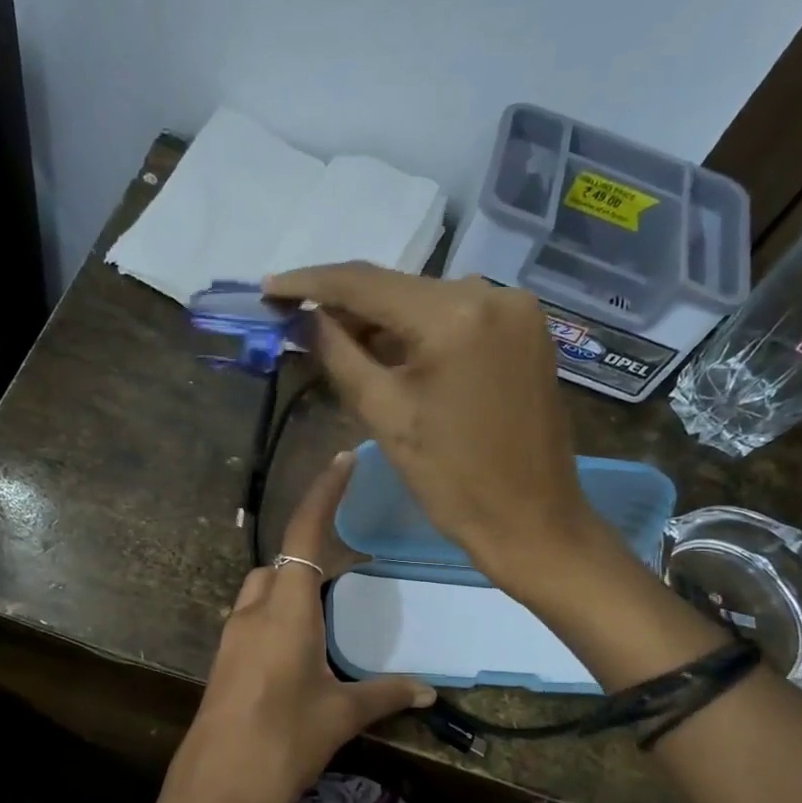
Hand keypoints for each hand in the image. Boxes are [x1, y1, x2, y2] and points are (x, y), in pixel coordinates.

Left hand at [154, 452, 433, 802]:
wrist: (216, 789)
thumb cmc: (282, 742)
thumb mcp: (339, 716)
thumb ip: (383, 695)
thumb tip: (428, 689)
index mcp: (285, 610)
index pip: (303, 534)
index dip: (323, 494)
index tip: (341, 461)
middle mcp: (253, 612)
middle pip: (280, 563)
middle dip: (308, 554)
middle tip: (347, 568)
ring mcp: (232, 636)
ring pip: (262, 591)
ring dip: (290, 589)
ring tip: (328, 612)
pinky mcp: (224, 662)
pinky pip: (252, 620)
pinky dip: (277, 617)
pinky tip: (300, 651)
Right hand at [264, 262, 606, 584]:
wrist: (532, 520)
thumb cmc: (452, 480)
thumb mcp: (384, 415)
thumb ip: (338, 355)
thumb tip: (306, 318)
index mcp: (454, 315)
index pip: (365, 283)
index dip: (310, 282)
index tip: (270, 287)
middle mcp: (492, 293)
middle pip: (398, 287)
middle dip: (346, 305)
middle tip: (298, 321)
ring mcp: (516, 309)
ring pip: (426, 301)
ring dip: (382, 319)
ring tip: (337, 341)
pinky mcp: (526, 329)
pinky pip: (457, 315)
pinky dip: (419, 329)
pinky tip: (389, 349)